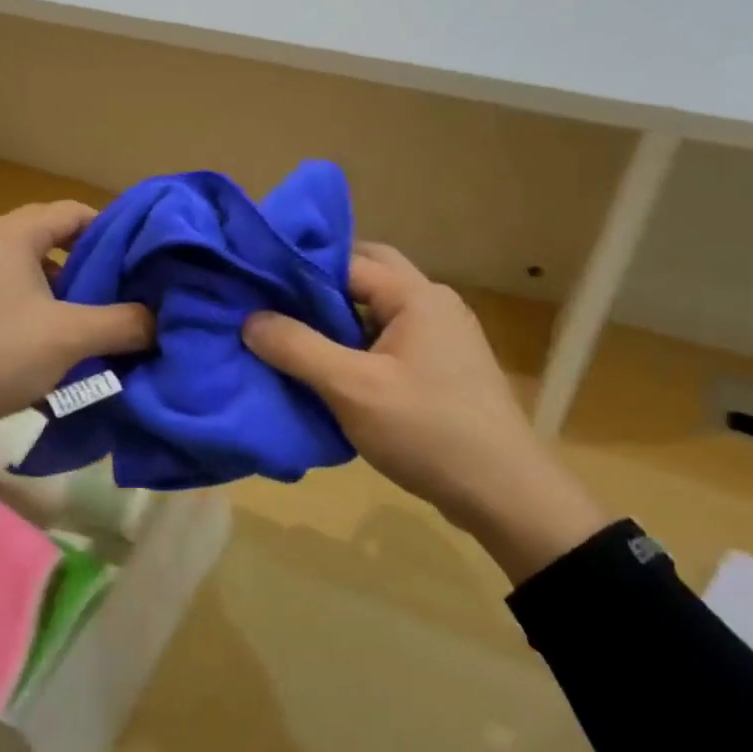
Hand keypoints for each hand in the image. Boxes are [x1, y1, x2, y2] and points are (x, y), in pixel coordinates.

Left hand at [0, 202, 153, 485]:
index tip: (143, 264)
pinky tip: (53, 350)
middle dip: (94, 272)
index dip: (116, 234)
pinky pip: (9, 298)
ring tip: (96, 330)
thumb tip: (160, 320)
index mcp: (11, 233)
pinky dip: (37, 314)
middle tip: (126, 301)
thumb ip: (123, 324)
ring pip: (32, 275)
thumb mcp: (68, 338)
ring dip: (66, 299)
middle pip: (55, 243)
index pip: (75, 212)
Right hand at [243, 242, 610, 582]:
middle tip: (277, 306)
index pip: (349, 260)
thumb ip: (297, 349)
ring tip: (294, 336)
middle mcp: (435, 303)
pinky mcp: (444, 368)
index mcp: (417, 295)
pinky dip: (359, 344)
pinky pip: (392, 340)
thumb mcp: (352, 389)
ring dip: (340, 318)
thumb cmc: (426, 430)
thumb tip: (250, 319)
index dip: (302, 268)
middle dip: (322, 286)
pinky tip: (332, 370)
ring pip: (380, 310)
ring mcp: (444, 336)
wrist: (502, 491)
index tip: (258, 284)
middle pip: (369, 276)